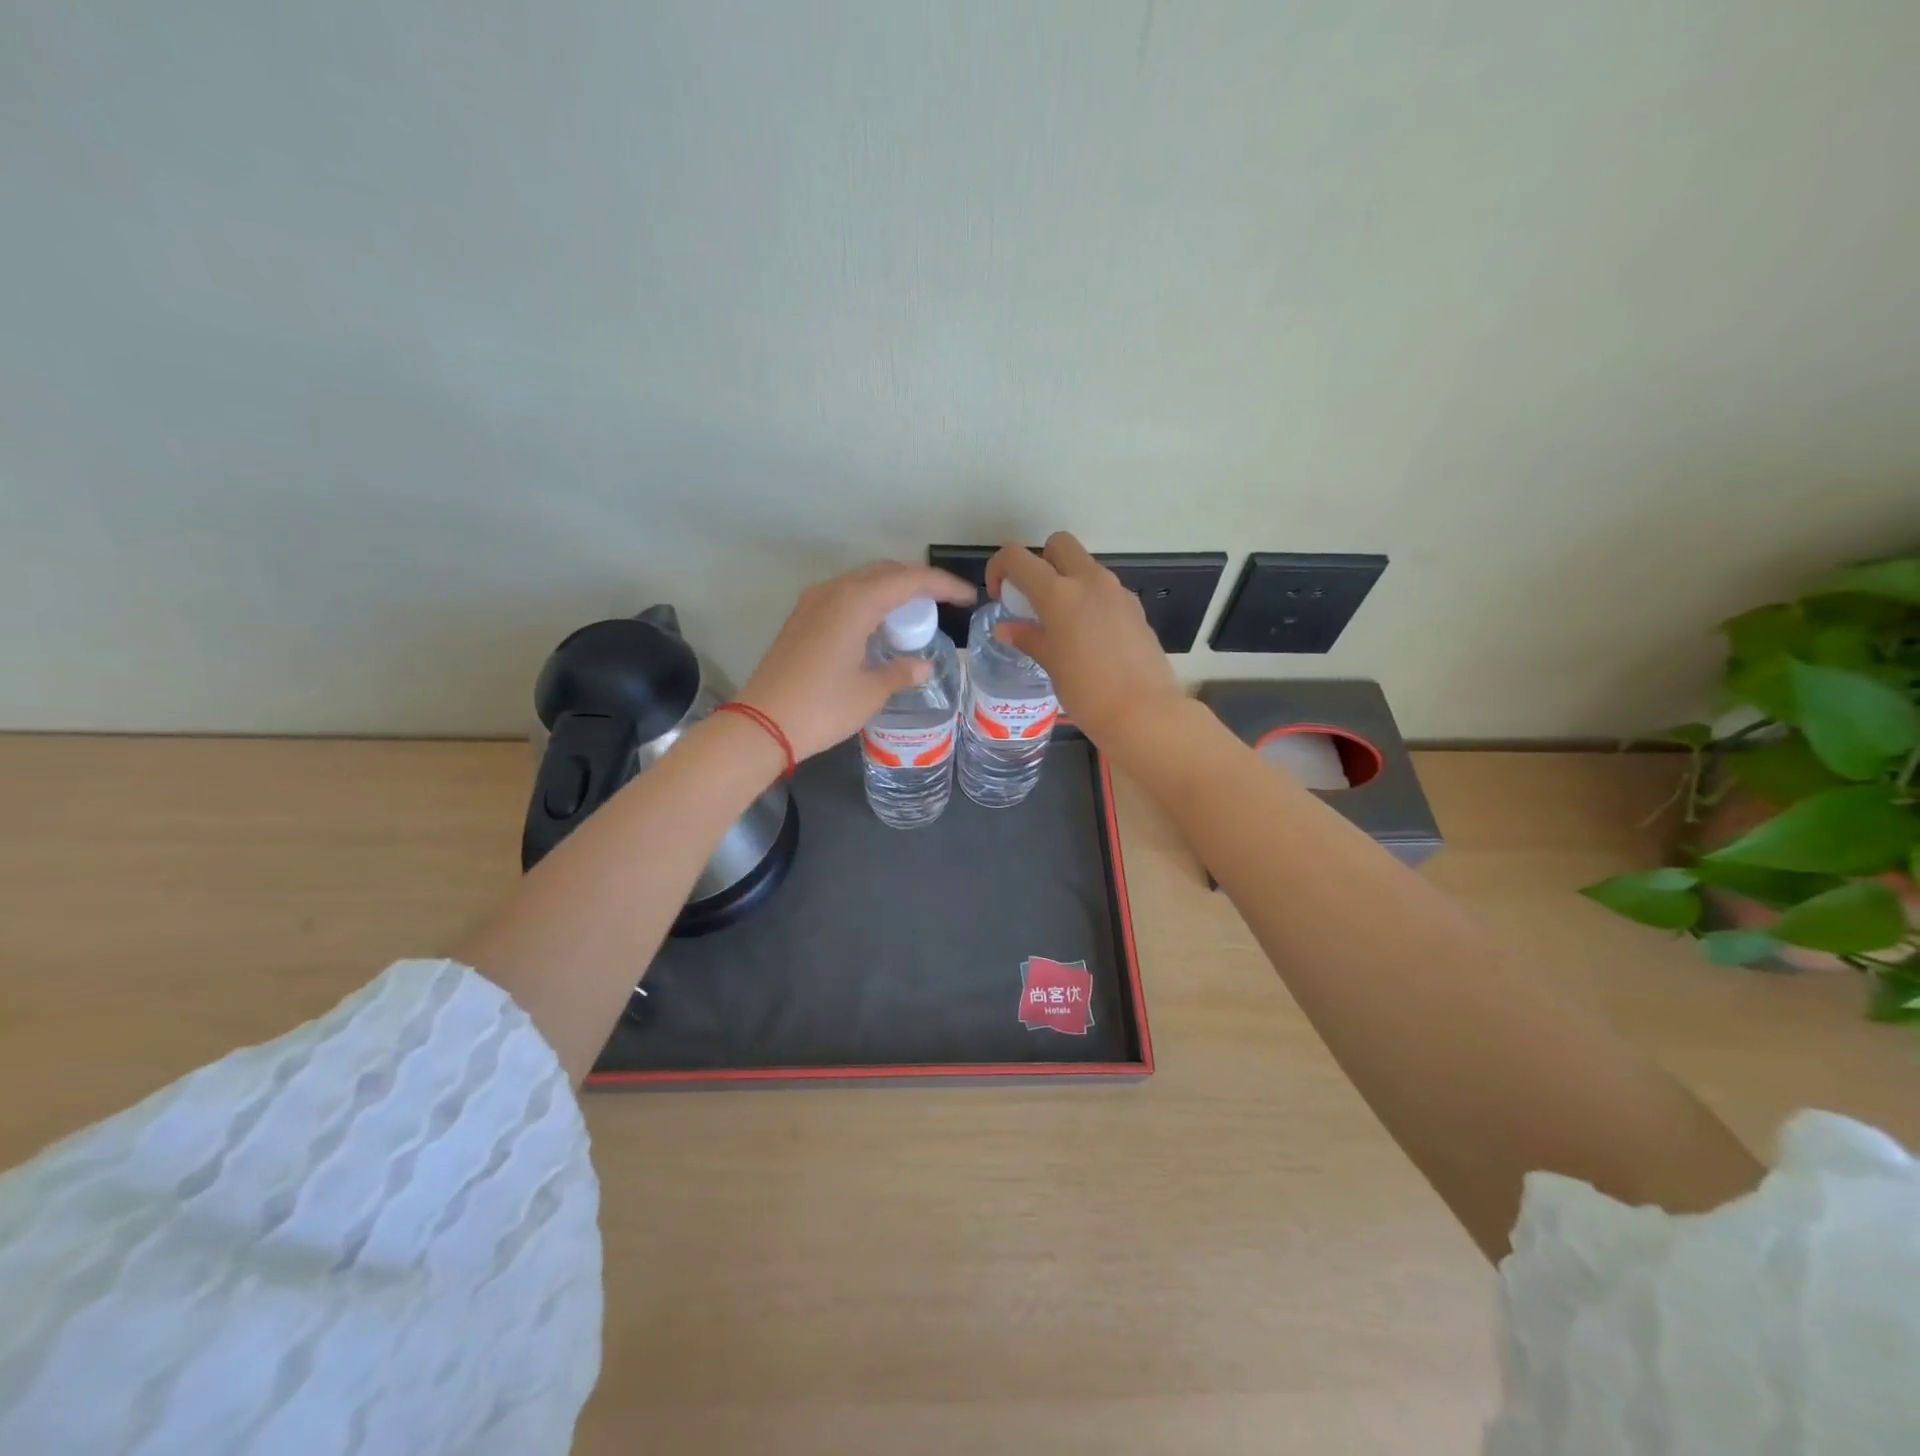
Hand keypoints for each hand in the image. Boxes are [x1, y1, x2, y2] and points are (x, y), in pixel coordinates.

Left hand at [740, 561, 975, 760]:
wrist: (762, 725)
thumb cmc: (822, 707)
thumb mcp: (870, 692)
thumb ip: (901, 672)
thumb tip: (923, 666)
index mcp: (856, 602)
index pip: (910, 580)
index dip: (943, 585)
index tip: (967, 598)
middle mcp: (834, 591)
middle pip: (885, 571)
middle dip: (918, 582)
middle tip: (944, 603)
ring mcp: (813, 602)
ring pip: (862, 580)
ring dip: (892, 589)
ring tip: (915, 614)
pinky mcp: (801, 618)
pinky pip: (845, 595)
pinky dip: (869, 601)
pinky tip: (879, 626)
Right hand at [987, 532, 1184, 746]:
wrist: (1144, 712)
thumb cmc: (1087, 692)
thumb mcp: (1050, 664)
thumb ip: (1028, 638)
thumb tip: (1007, 628)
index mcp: (1059, 593)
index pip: (1018, 557)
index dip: (1000, 568)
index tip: (999, 595)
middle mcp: (1089, 581)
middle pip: (1059, 544)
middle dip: (1041, 561)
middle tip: (1034, 598)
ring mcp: (1117, 591)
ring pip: (1085, 566)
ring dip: (1068, 580)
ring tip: (1061, 623)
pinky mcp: (1135, 607)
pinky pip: (1105, 590)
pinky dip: (1090, 599)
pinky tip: (1089, 636)